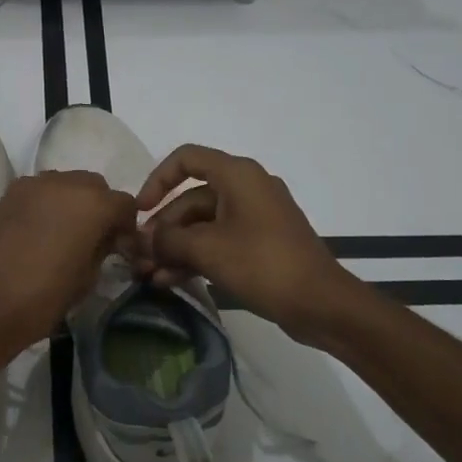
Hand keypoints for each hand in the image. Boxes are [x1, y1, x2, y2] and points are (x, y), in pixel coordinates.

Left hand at [0, 171, 139, 372]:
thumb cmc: (42, 299)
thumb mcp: (86, 279)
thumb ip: (102, 249)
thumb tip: (106, 240)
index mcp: (92, 205)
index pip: (124, 203)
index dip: (126, 226)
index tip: (121, 247)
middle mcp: (65, 183)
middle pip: (95, 186)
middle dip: (100, 207)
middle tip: (95, 237)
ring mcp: (33, 185)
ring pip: (65, 183)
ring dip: (73, 202)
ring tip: (65, 232)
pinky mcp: (9, 193)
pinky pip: (40, 191)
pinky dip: (47, 204)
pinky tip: (40, 230)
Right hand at [134, 145, 367, 344]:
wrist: (321, 303)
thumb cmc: (262, 264)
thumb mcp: (207, 249)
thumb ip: (168, 240)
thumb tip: (145, 241)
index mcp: (237, 175)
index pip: (186, 159)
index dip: (157, 180)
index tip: (140, 211)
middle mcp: (246, 188)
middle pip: (191, 198)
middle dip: (163, 228)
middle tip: (141, 257)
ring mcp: (255, 217)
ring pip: (203, 224)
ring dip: (175, 248)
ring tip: (150, 275)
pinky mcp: (260, 244)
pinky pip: (219, 241)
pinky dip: (196, 257)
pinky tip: (171, 281)